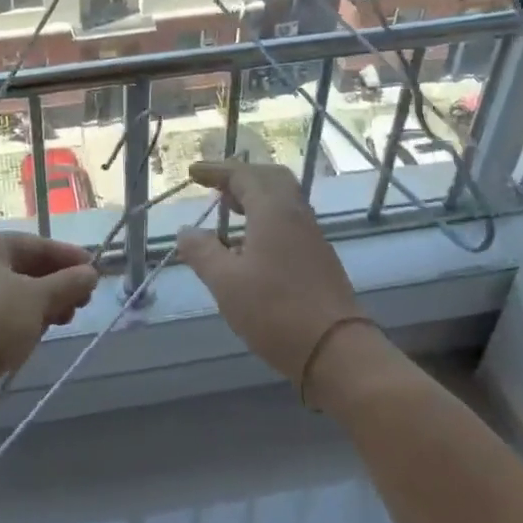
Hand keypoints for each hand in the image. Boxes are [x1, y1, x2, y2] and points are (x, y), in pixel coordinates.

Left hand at [0, 232, 98, 392]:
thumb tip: (91, 273)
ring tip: (68, 318)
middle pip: (23, 269)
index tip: (96, 270)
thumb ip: (68, 283)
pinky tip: (40, 334)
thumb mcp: (38, 298)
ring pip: (13, 296)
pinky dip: (23, 322)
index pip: (34, 244)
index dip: (67, 256)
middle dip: (57, 283)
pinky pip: (0, 318)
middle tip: (84, 300)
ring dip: (43, 305)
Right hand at [175, 161, 364, 387]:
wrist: (336, 351)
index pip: (243, 175)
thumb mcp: (226, 282)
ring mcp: (312, 236)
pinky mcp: (319, 258)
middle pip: (269, 179)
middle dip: (240, 177)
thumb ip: (202, 252)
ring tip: (229, 212)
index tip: (193, 174)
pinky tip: (250, 244)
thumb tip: (185, 231)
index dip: (216, 171)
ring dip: (254, 197)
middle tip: (215, 187)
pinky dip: (266, 217)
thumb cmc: (275, 311)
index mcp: (273, 211)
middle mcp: (296, 214)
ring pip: (282, 200)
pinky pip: (289, 221)